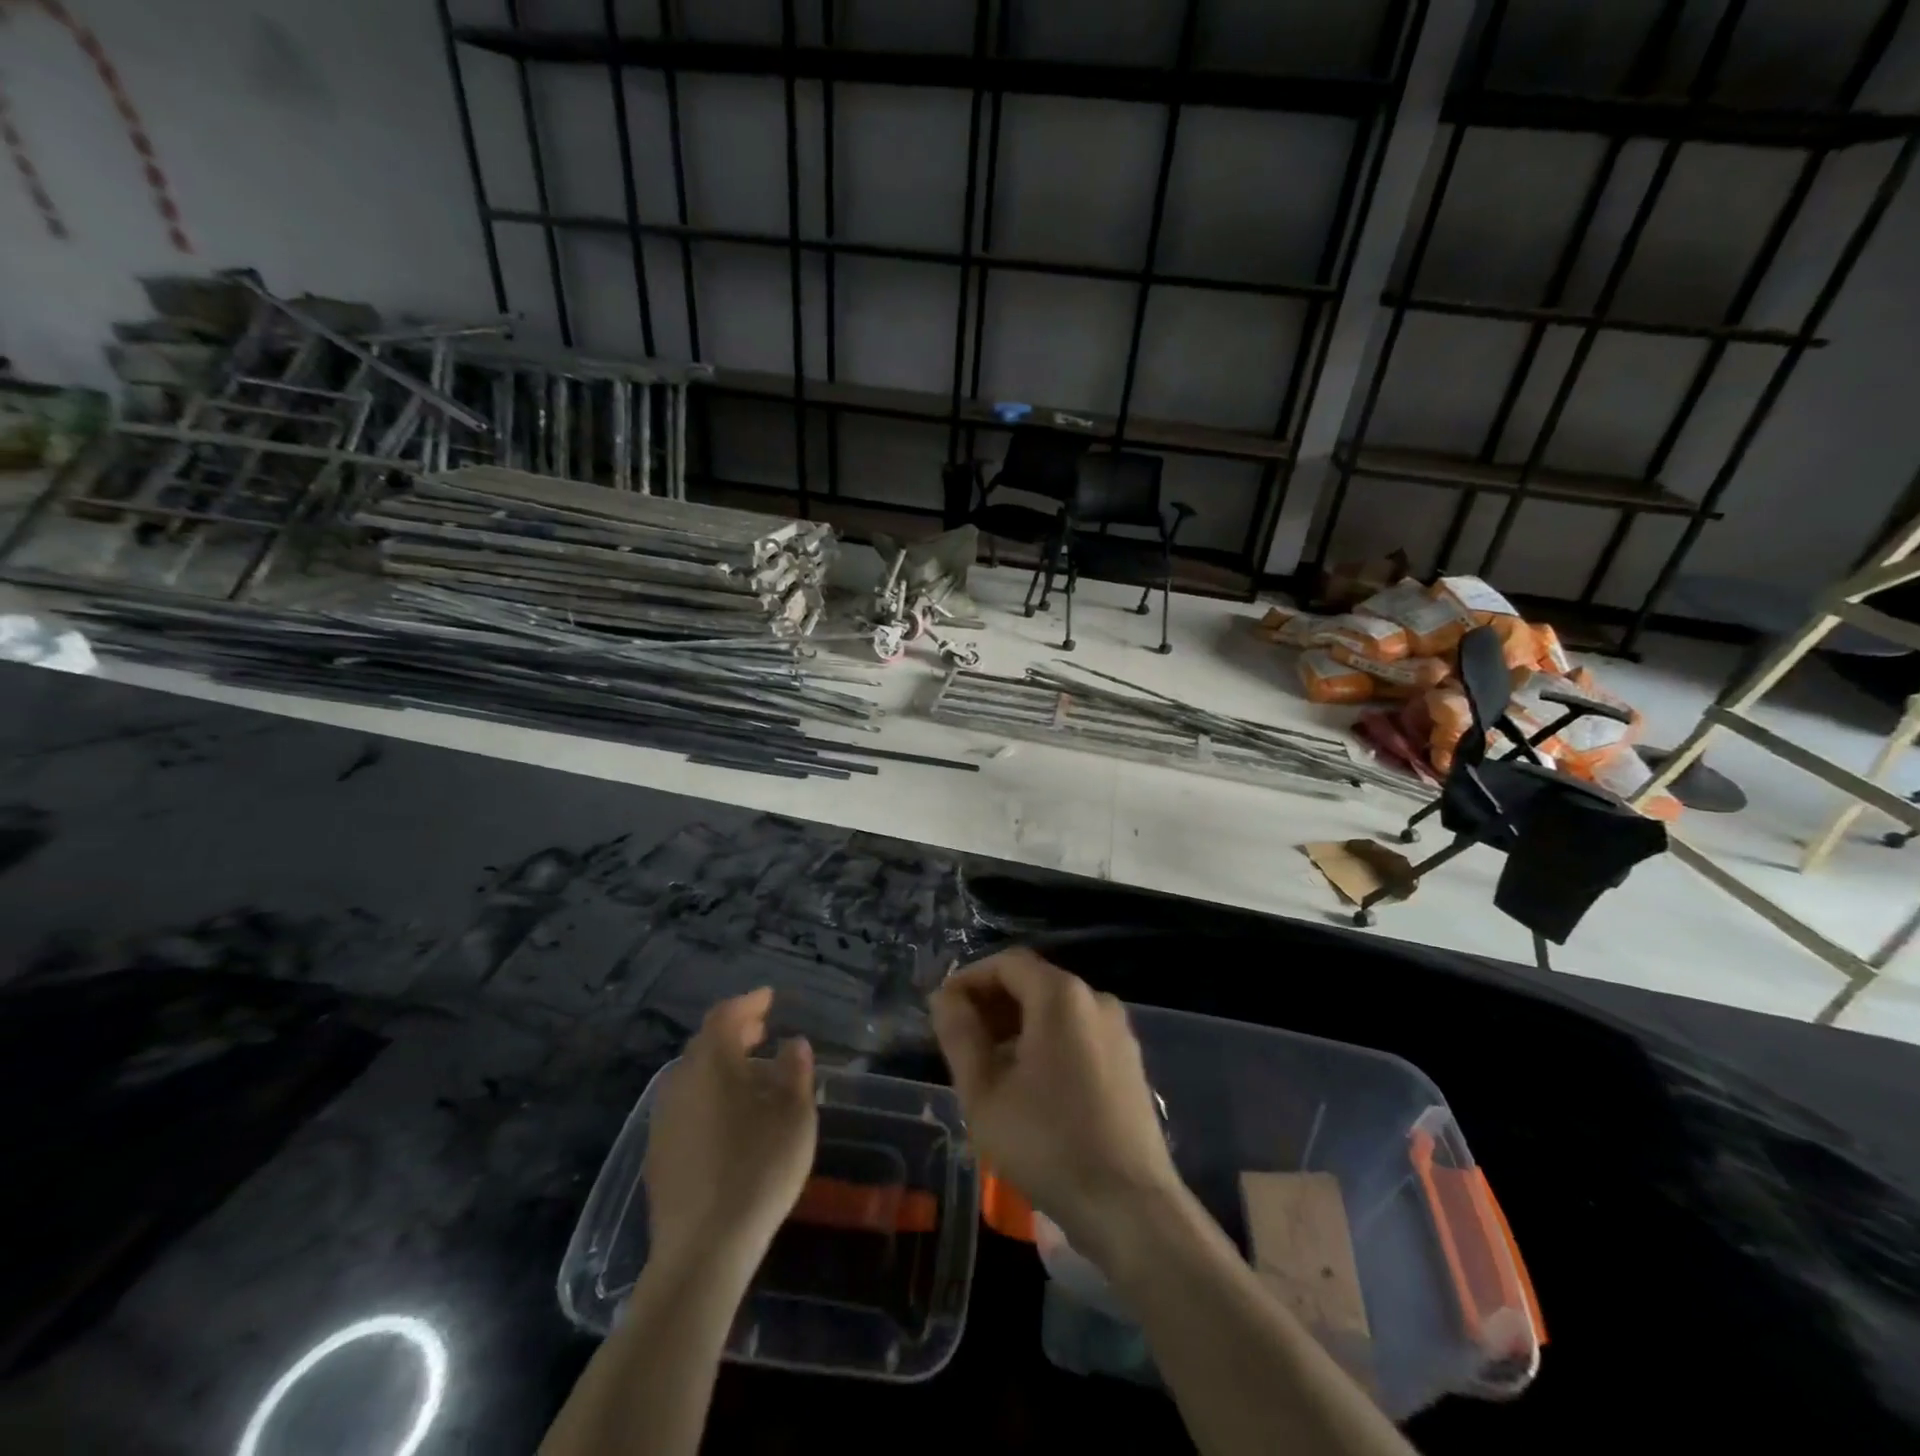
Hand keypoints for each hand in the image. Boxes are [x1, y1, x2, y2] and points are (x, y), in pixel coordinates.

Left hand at [644, 988, 816, 1276]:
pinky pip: (686, 1105)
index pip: (725, 1016)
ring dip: (721, 1065)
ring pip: (693, 1076)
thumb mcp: (794, 1115)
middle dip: (734, 1032)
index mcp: (711, 1063)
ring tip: (751, 1074)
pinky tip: (729, 1117)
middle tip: (761, 1030)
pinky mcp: (658, 1154)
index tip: (769, 998)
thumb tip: (793, 1043)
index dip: (748, 1003)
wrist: (702, 1251)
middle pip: (705, 1044)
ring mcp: (663, 1120)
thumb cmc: (758, 1169)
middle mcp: (679, 1082)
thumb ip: (795, 1071)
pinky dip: (709, 1095)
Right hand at [930, 948, 1181, 1262]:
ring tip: (989, 1066)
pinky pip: (1078, 1033)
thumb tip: (945, 998)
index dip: (969, 979)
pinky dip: (1047, 1042)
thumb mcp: (984, 1092)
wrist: (1129, 1207)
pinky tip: (1029, 1085)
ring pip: (1056, 1010)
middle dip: (992, 1004)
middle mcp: (1095, 999)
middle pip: (1034, 982)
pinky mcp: (1129, 1061)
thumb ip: (960, 1036)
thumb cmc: (1047, 1144)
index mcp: (1060, 995)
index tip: (943, 1011)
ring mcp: (1118, 1030)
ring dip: (1017, 1025)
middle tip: (961, 1041)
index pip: (1007, 963)